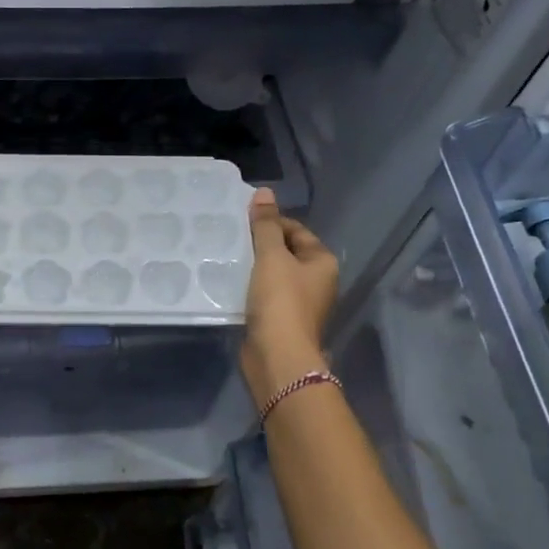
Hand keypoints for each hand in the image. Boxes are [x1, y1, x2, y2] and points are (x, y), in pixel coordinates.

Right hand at [242, 188, 337, 407]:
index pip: (296, 230)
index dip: (270, 223)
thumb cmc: (280, 301)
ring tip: (227, 258)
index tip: (242, 222)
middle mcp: (317, 281)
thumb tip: (264, 192)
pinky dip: (250, 288)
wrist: (277, 356)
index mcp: (322, 262)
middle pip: (285, 252)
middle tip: (231, 238)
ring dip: (253, 267)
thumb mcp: (271, 257)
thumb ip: (265, 225)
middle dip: (260, 245)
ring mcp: (300, 303)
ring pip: (273, 274)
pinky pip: (265, 295)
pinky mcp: (281, 321)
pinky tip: (230, 284)